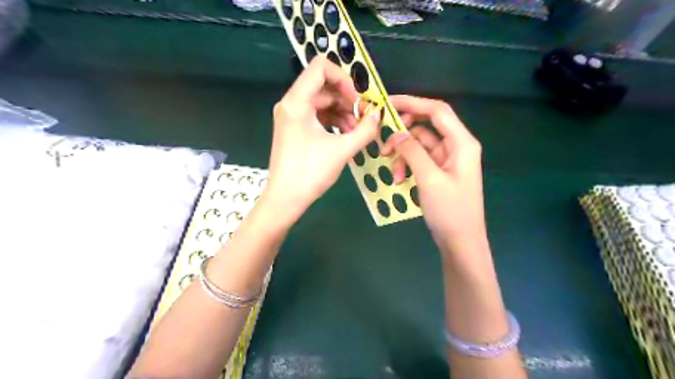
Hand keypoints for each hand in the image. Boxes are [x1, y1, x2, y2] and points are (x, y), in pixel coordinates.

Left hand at [267, 57, 381, 214]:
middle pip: (324, 86)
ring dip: (343, 111)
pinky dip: (334, 120)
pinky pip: (317, 115)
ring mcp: (291, 116)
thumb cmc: (310, 173)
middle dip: (347, 99)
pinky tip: (347, 134)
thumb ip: (365, 130)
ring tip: (358, 130)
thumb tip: (378, 115)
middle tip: (364, 117)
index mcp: (297, 102)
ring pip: (322, 102)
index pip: (321, 67)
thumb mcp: (342, 150)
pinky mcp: (294, 128)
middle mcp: (291, 104)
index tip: (358, 99)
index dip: (344, 78)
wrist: (286, 198)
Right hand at [379, 95, 484, 251]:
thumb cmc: (450, 211)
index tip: (388, 103)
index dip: (413, 102)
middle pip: (425, 127)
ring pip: (419, 145)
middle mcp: (456, 146)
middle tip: (383, 143)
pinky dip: (407, 165)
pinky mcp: (439, 171)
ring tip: (393, 173)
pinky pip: (419, 160)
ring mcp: (447, 160)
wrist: (460, 242)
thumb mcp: (429, 179)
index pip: (437, 111)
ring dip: (403, 155)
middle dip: (403, 134)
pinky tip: (399, 179)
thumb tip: (397, 132)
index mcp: (461, 143)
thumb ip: (413, 151)